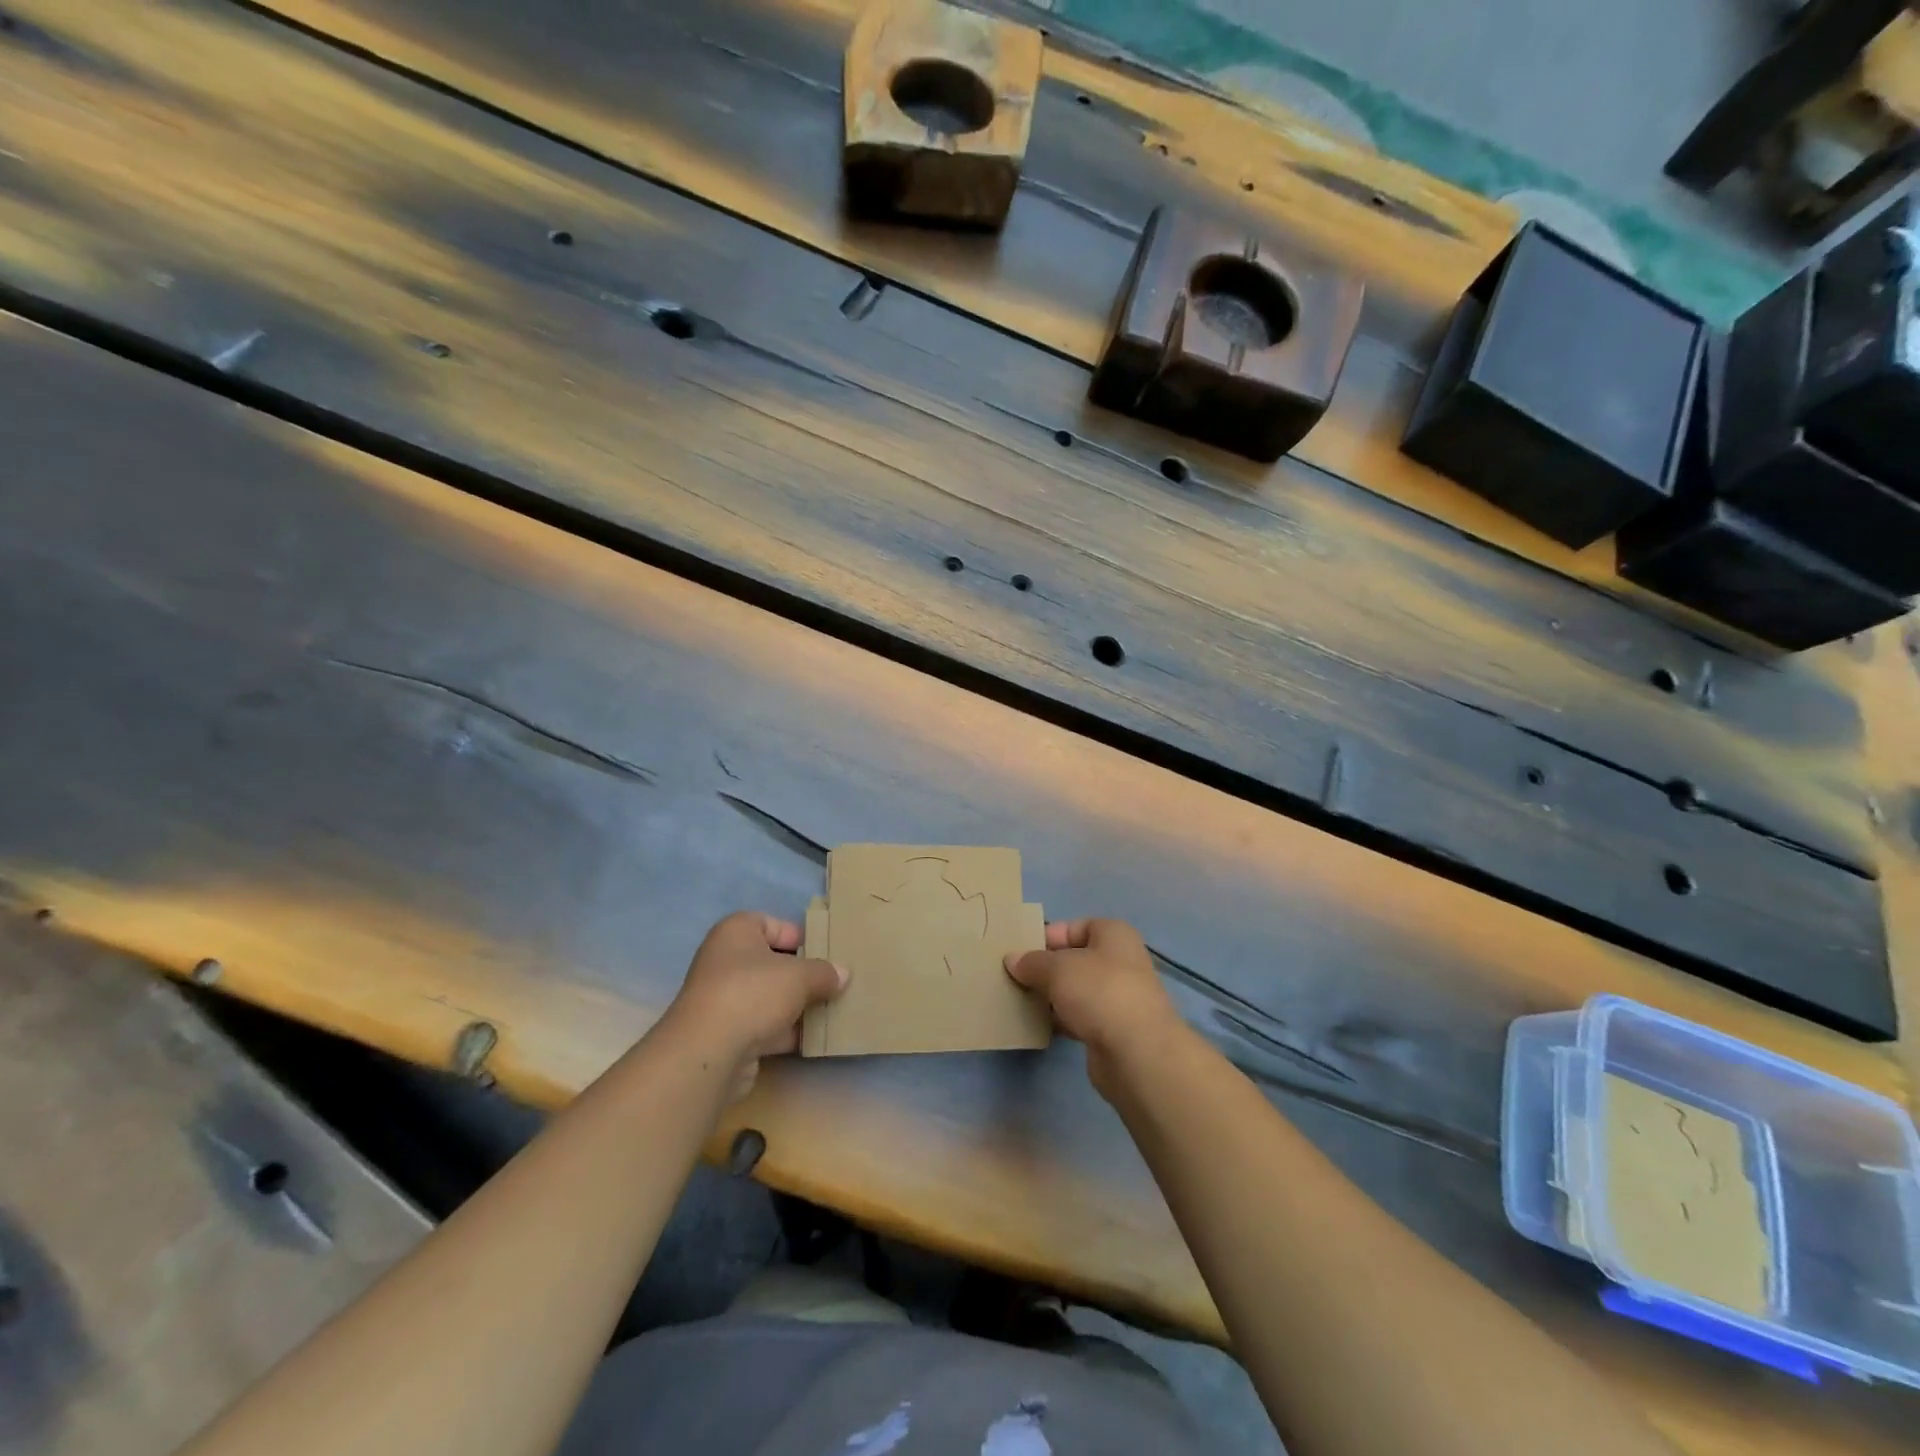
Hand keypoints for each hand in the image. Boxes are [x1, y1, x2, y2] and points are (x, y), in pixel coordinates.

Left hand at [662, 911, 846, 1097]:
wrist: (709, 1053)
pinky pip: (764, 1026)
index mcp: (736, 932)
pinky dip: (786, 1031)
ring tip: (832, 1010)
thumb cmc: (753, 993)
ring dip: (797, 1006)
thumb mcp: (800, 976)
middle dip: (803, 975)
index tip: (826, 952)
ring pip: (770, 997)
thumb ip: (824, 973)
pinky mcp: (728, 1034)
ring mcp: (725, 1000)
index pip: (772, 924)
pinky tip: (814, 1038)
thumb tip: (842, 974)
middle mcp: (726, 961)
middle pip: (773, 962)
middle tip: (834, 982)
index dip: (800, 936)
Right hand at [1005, 918, 1178, 1100]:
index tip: (1019, 952)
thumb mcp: (1057, 968)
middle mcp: (1120, 961)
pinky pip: (1080, 1017)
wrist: (1137, 1053)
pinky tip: (1038, 1025)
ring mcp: (1118, 997)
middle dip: (1045, 968)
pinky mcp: (1113, 1030)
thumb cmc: (1099, 992)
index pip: (1073, 926)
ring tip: (1020, 1001)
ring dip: (1051, 996)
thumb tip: (1012, 959)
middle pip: (1074, 959)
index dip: (1046, 937)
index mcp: (1113, 934)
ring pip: (1076, 990)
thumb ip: (1031, 962)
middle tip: (1013, 977)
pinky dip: (1061, 1019)